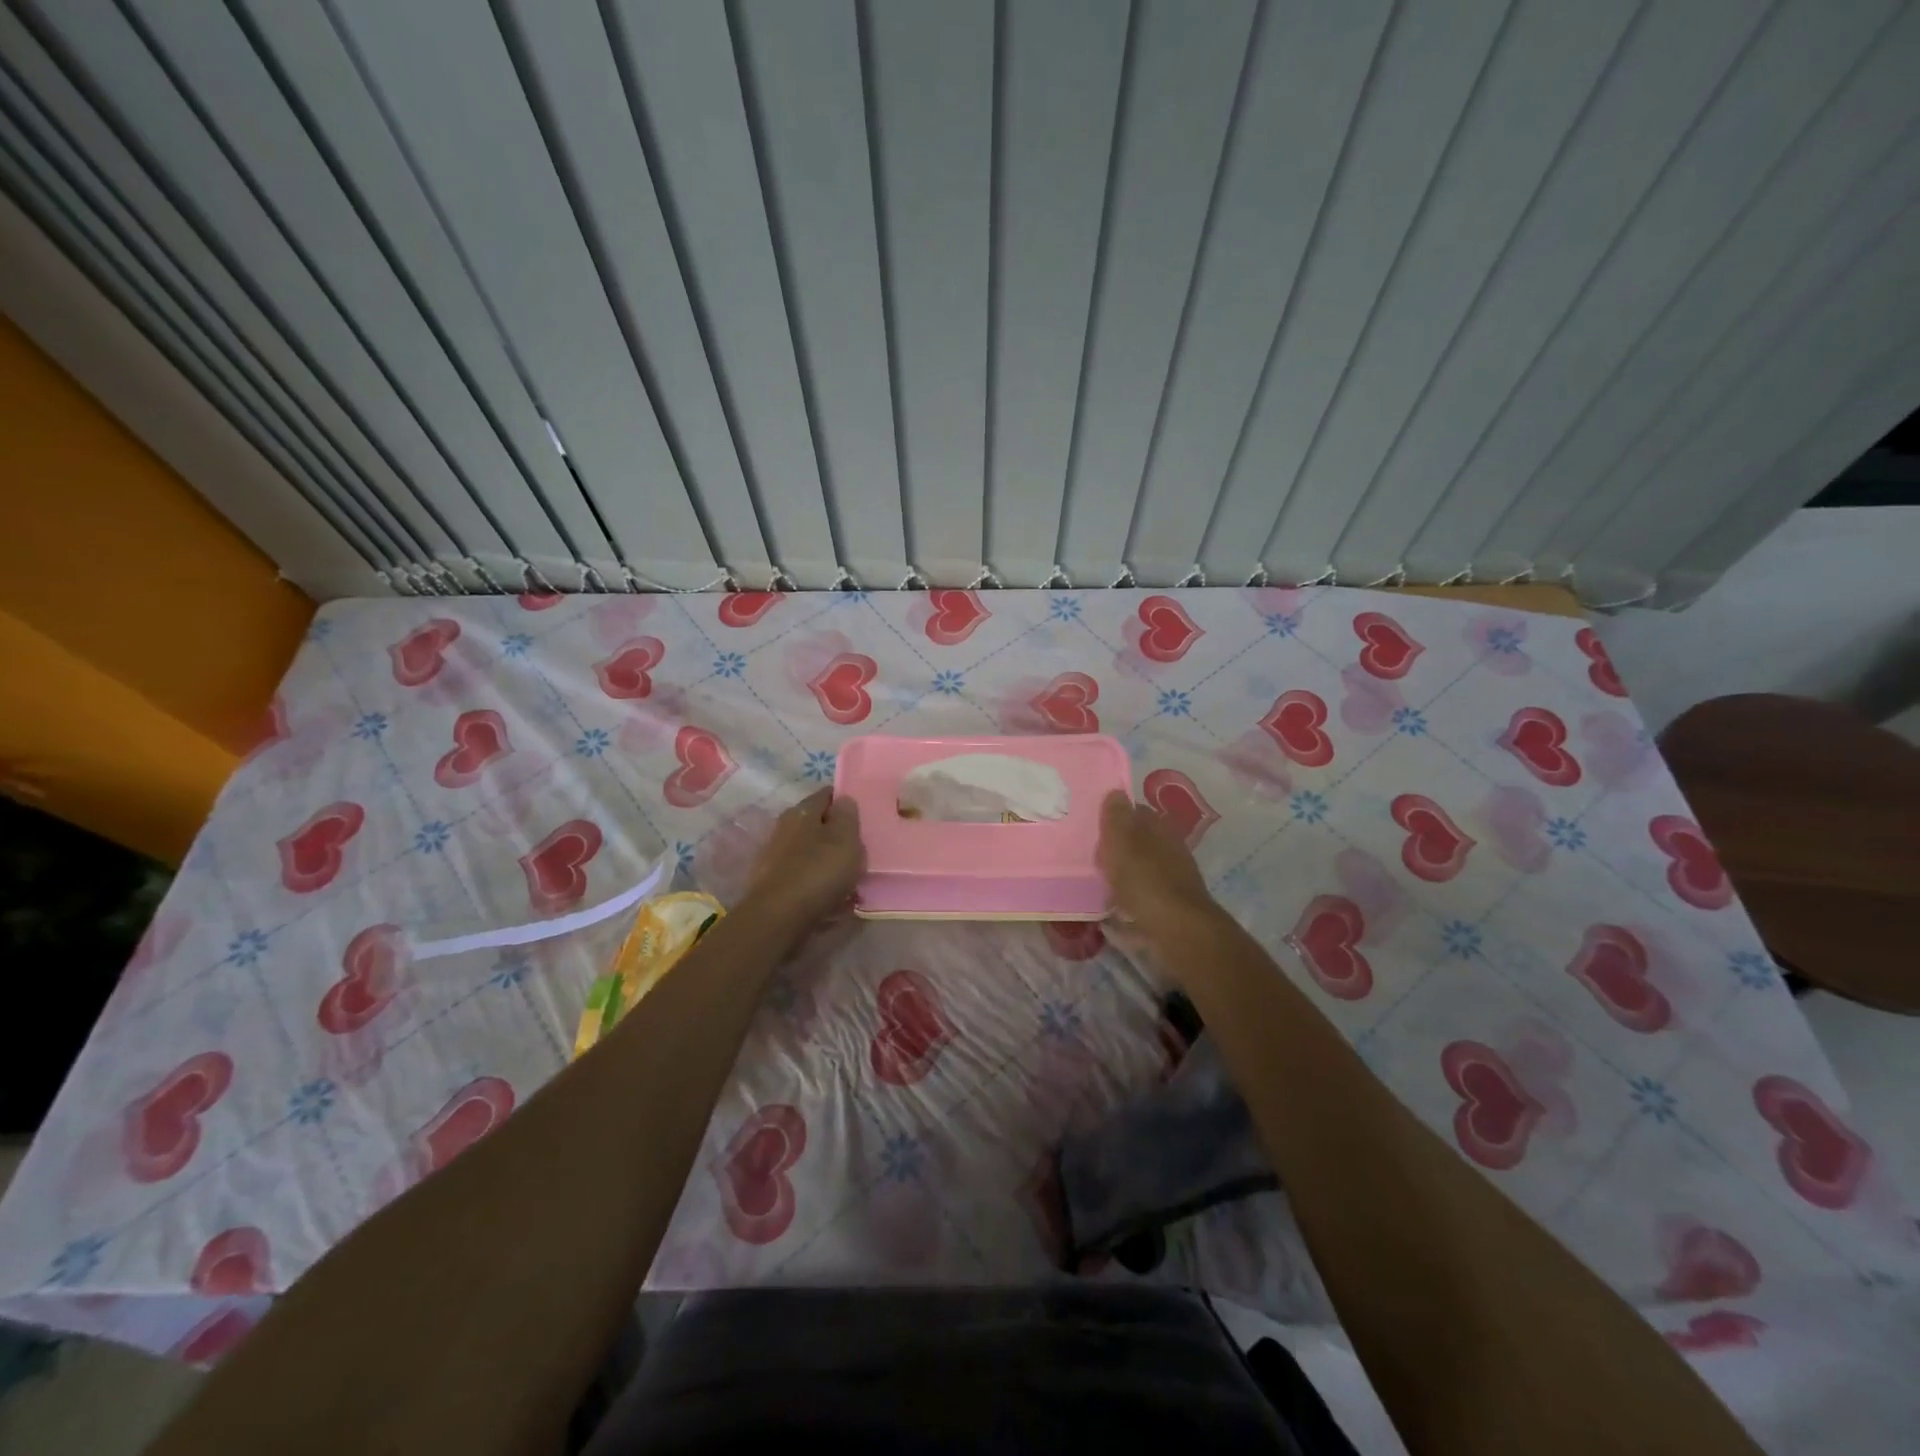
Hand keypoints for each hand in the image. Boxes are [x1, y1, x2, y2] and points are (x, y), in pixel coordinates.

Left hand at [741, 788, 863, 927]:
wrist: (778, 919)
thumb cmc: (818, 872)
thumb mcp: (845, 839)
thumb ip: (847, 816)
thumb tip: (844, 800)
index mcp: (801, 812)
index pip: (826, 795)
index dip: (845, 801)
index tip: (863, 816)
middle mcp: (783, 829)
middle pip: (817, 825)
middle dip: (837, 836)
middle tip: (859, 851)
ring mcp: (774, 858)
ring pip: (810, 853)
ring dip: (828, 863)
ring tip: (849, 880)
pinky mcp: (772, 885)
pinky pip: (803, 878)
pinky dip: (817, 884)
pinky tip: (831, 899)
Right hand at [1098, 791, 1216, 936]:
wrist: (1176, 931)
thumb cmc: (1145, 880)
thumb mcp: (1123, 841)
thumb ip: (1117, 816)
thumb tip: (1116, 792)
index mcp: (1160, 829)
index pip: (1136, 812)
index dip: (1115, 816)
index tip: (1093, 826)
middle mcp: (1170, 850)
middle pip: (1138, 842)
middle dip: (1117, 848)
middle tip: (1091, 856)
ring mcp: (1171, 880)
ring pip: (1140, 870)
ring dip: (1121, 875)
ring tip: (1096, 883)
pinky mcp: (1168, 908)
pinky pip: (1140, 899)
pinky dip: (1126, 902)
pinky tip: (1110, 911)